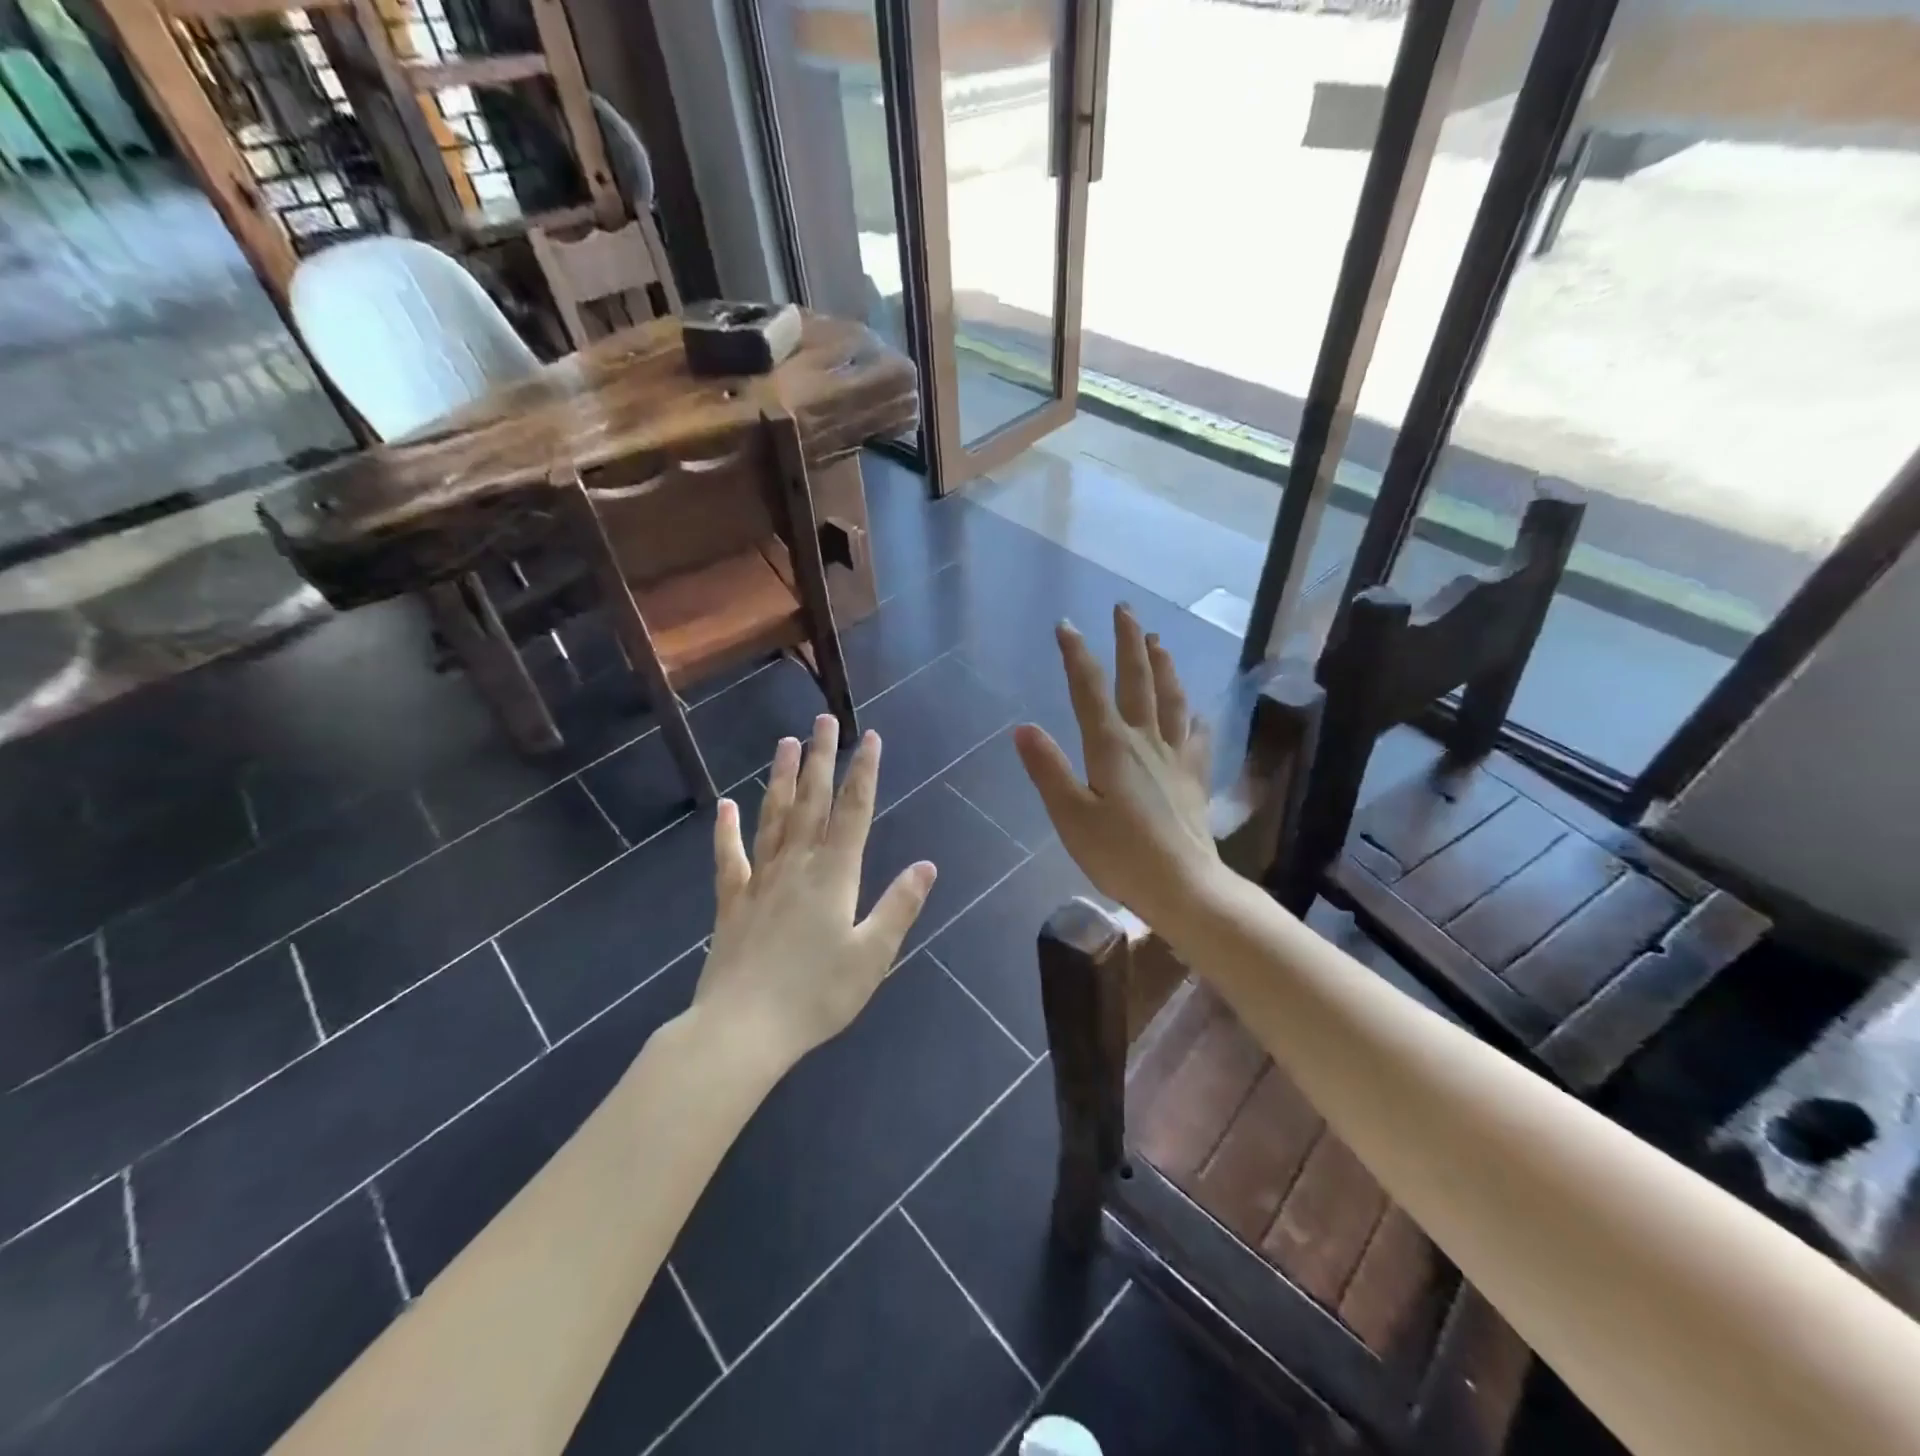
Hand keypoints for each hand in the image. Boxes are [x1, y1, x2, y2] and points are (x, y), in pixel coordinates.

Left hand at [695, 714, 936, 1072]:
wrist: (742, 1029)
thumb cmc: (816, 995)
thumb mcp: (872, 955)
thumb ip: (899, 906)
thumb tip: (927, 865)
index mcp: (835, 875)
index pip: (854, 812)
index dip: (864, 773)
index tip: (870, 738)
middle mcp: (797, 865)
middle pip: (811, 801)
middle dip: (821, 758)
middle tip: (823, 720)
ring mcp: (760, 880)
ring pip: (773, 817)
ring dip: (780, 778)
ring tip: (785, 743)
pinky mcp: (732, 902)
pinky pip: (730, 858)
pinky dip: (727, 831)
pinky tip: (726, 807)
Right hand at [1014, 605, 1222, 927]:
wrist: (1184, 887)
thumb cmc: (1120, 855)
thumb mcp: (1071, 815)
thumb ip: (1048, 769)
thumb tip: (1023, 727)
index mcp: (1111, 747)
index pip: (1090, 689)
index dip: (1078, 654)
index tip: (1067, 625)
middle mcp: (1146, 742)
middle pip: (1139, 681)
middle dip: (1129, 642)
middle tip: (1125, 609)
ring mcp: (1175, 759)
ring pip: (1172, 700)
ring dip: (1164, 666)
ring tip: (1159, 641)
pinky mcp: (1193, 780)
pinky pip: (1197, 738)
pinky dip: (1195, 718)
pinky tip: (1197, 712)